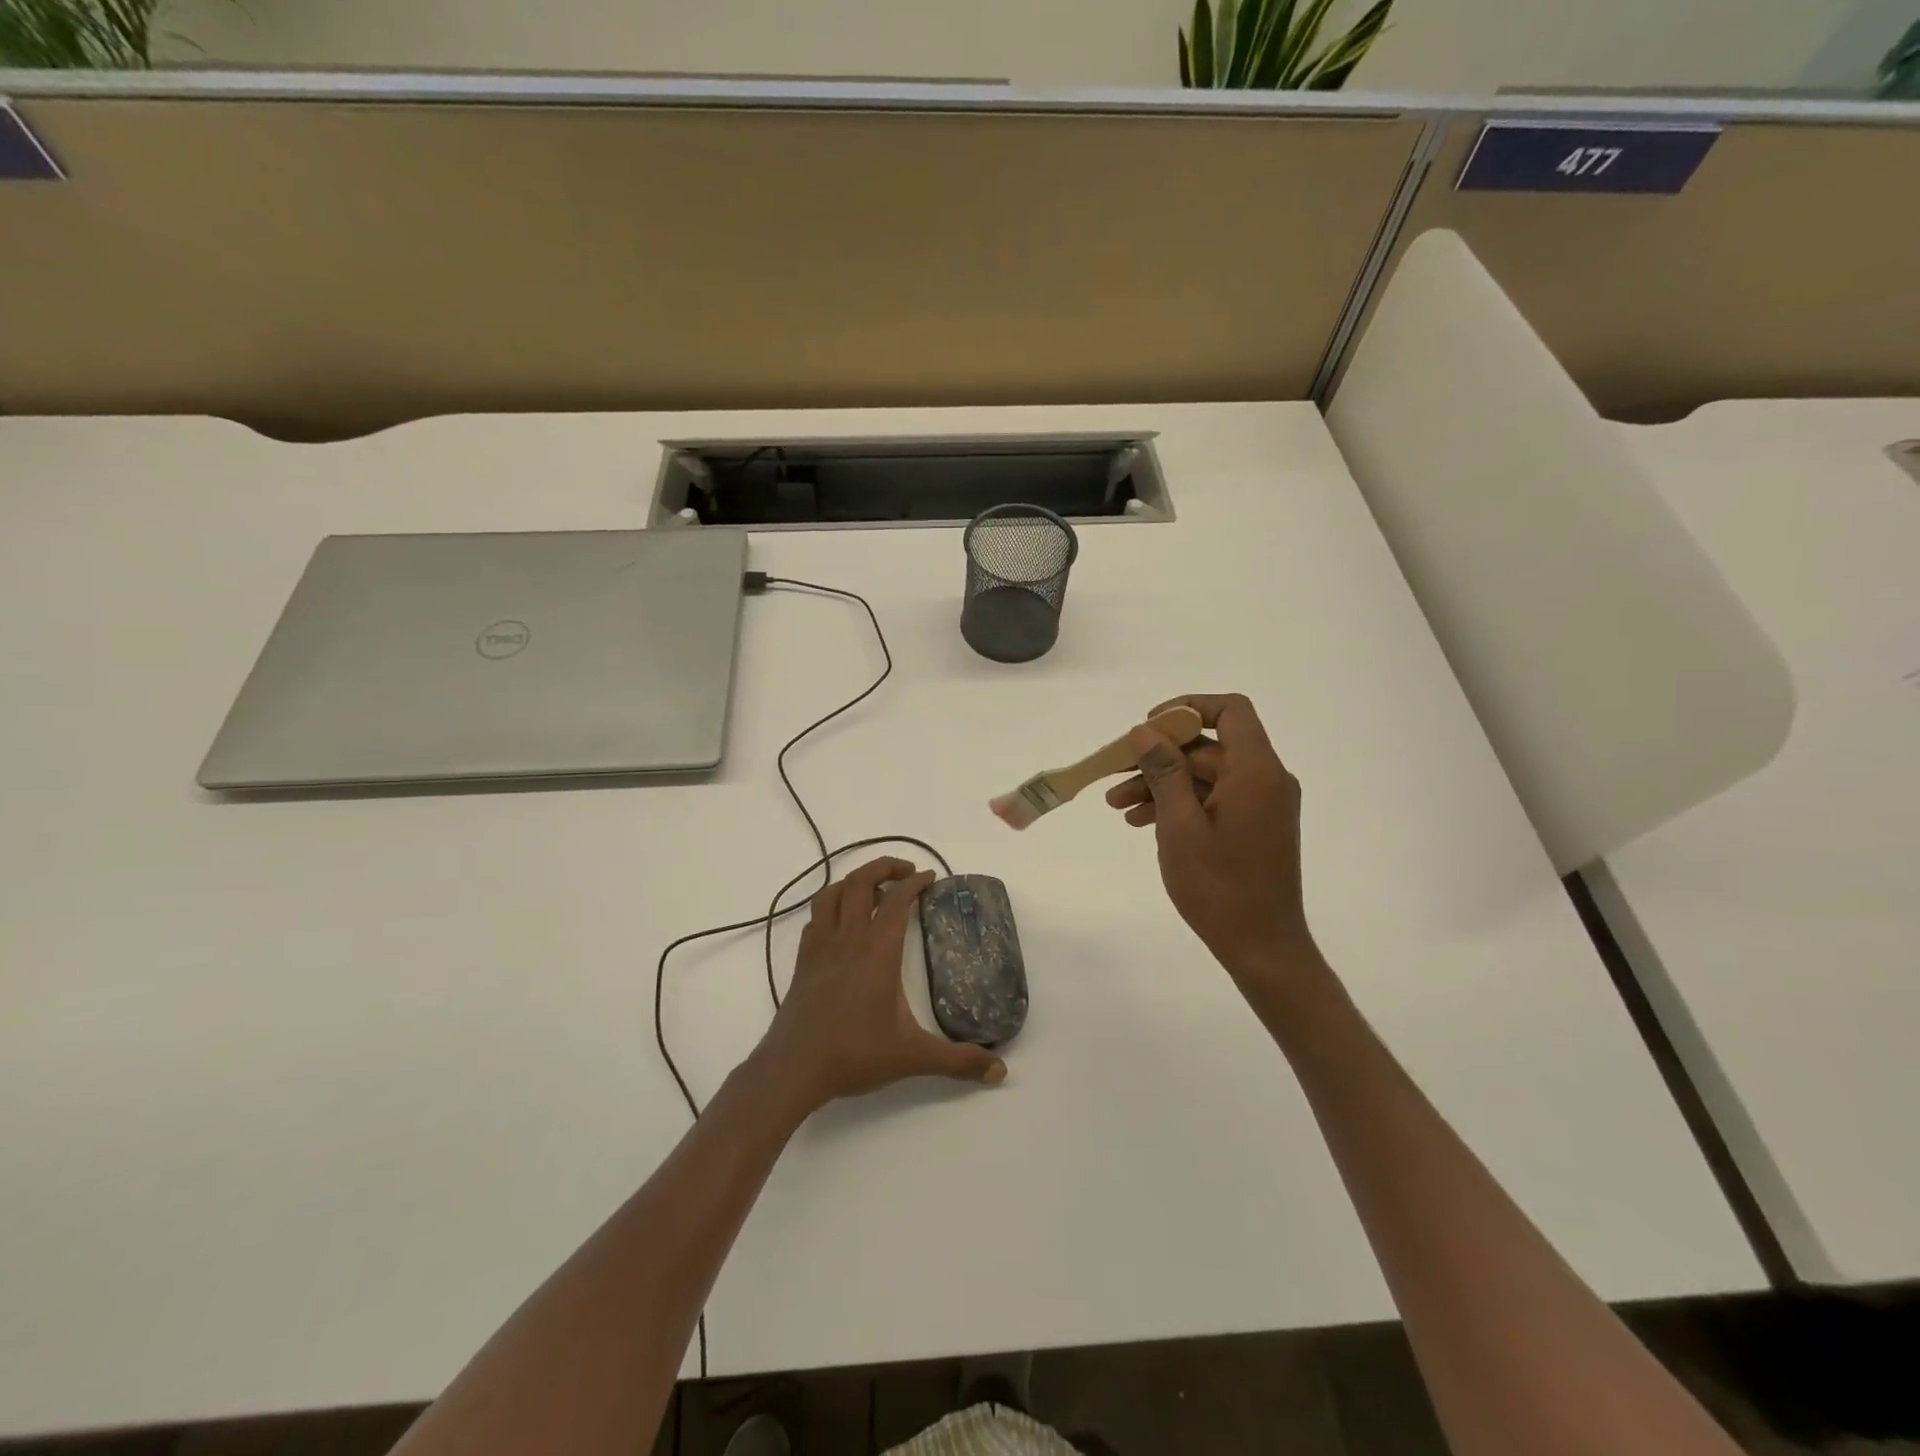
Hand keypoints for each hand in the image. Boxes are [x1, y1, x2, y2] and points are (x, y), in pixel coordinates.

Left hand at [759, 857, 1006, 1113]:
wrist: (793, 1070)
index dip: (915, 882)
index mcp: (878, 951)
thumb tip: (1000, 1071)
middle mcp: (848, 938)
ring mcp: (820, 947)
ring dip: (854, 882)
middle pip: (861, 881)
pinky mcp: (803, 962)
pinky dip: (831, 907)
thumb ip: (958, 1061)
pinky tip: (842, 924)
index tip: (930, 877)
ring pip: (832, 894)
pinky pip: (815, 918)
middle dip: (884, 867)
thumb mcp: (913, 1057)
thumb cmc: (855, 1055)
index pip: (898, 900)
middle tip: (906, 872)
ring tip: (874, 890)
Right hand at [1105, 694, 1315, 976]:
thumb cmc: (1219, 887)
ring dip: (1161, 784)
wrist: (1261, 947)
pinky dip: (1179, 804)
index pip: (1230, 710)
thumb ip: (1164, 771)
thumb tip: (1145, 732)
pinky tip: (1142, 821)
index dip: (1188, 708)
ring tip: (1117, 806)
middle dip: (1158, 757)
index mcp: (1255, 771)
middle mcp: (1265, 779)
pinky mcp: (1253, 826)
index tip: (1149, 727)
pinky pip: (1213, 799)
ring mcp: (1260, 804)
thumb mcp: (1180, 825)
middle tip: (1114, 774)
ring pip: (1205, 775)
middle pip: (1208, 746)